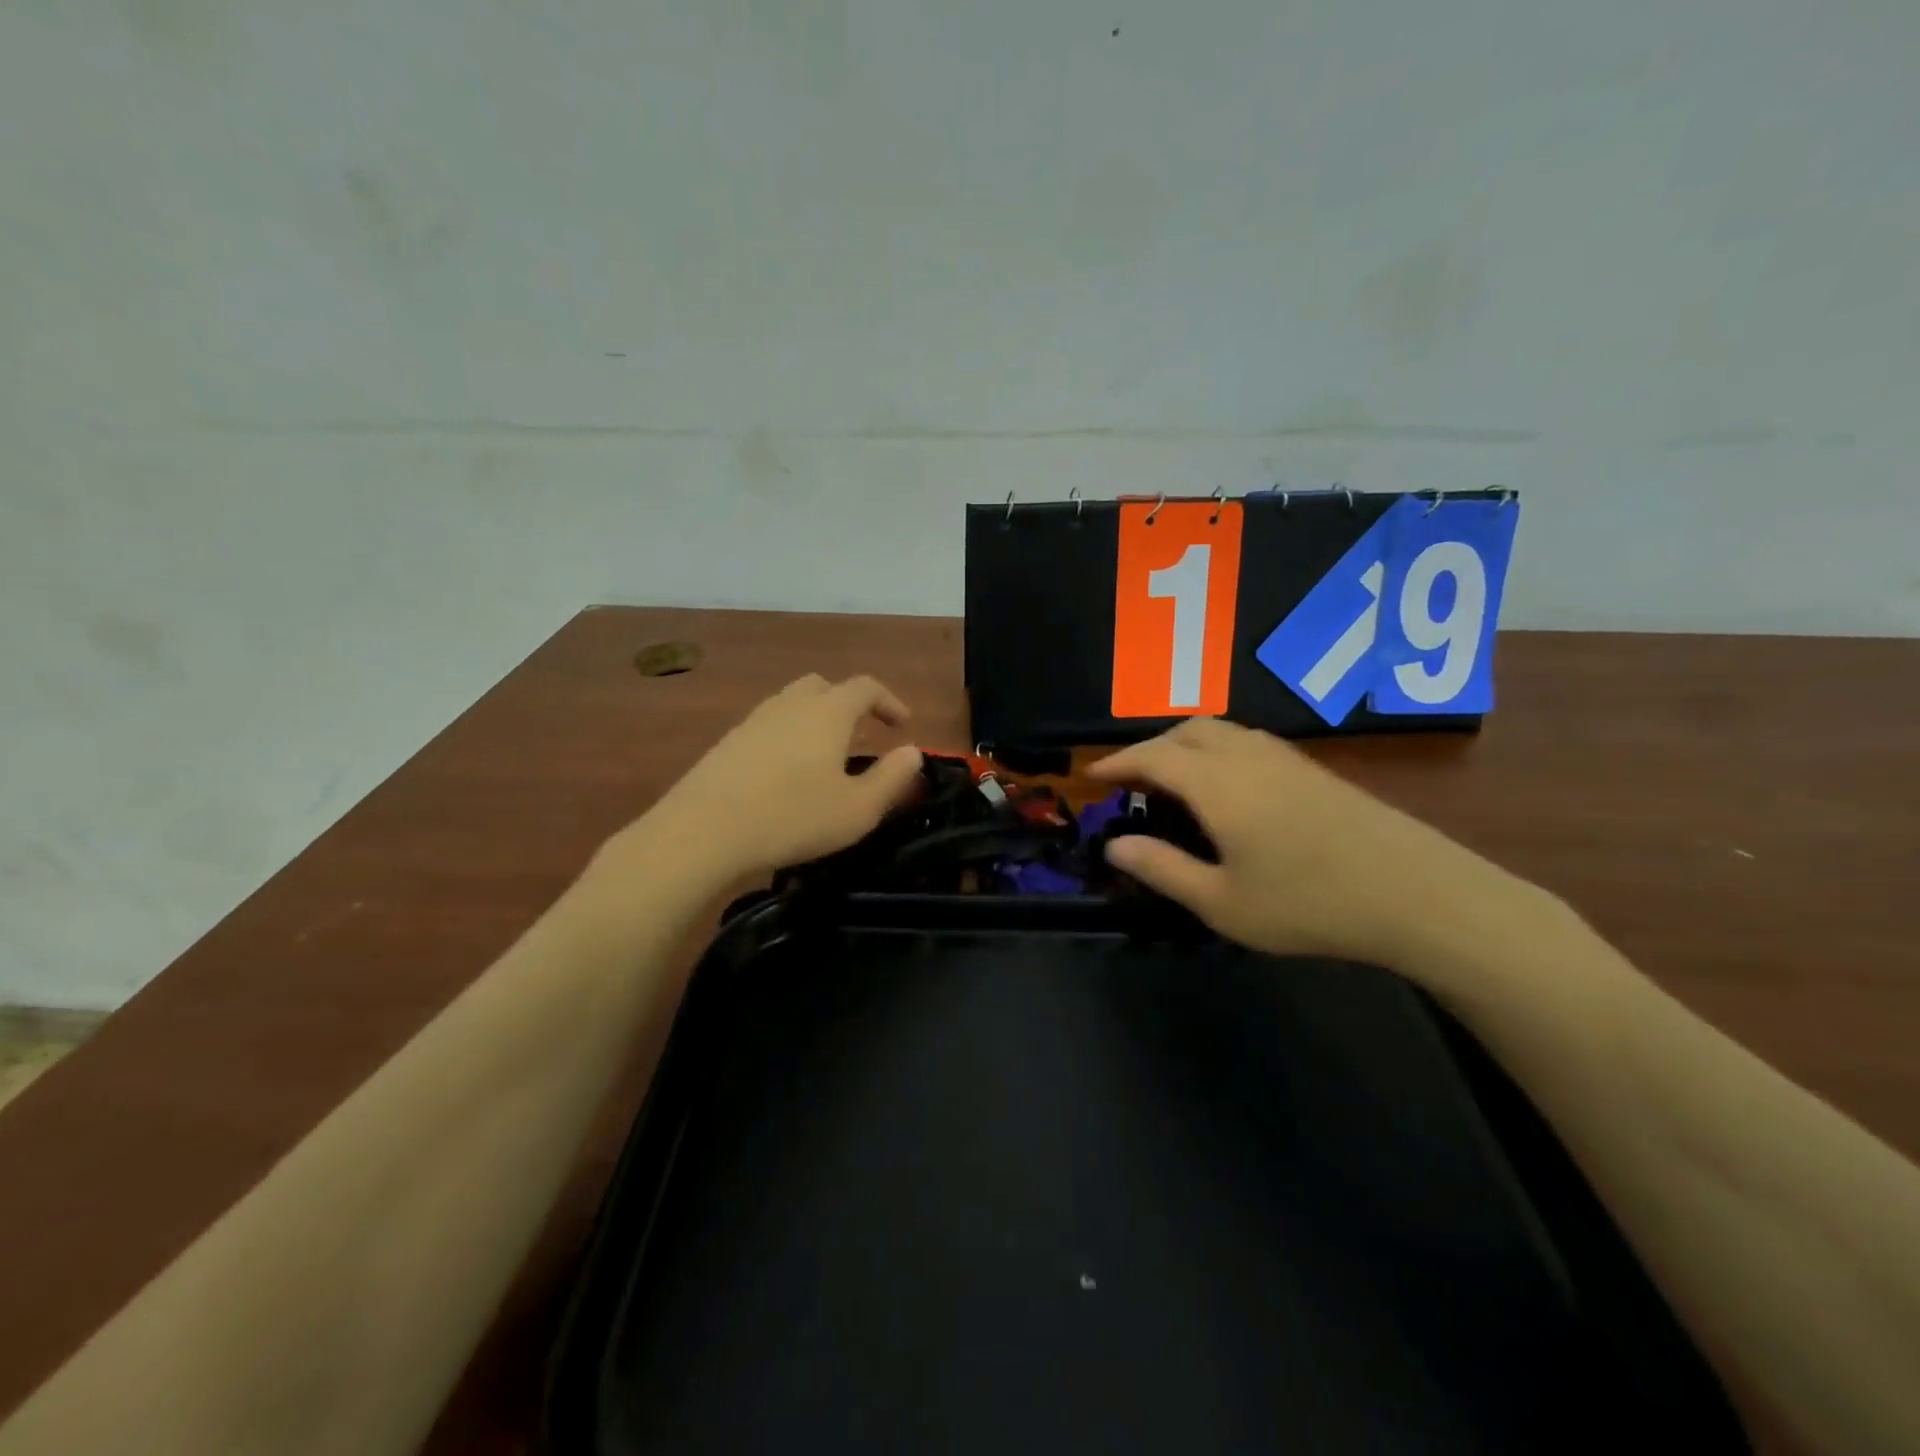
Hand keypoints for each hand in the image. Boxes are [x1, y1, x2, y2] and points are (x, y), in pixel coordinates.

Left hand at [637, 674, 923, 881]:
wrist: (703, 831)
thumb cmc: (792, 817)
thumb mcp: (858, 809)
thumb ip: (892, 778)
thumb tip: (913, 752)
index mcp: (828, 712)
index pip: (865, 687)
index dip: (889, 701)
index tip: (902, 724)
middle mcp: (791, 704)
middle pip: (824, 686)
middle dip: (849, 704)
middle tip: (863, 734)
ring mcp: (754, 720)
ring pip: (793, 704)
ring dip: (816, 720)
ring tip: (826, 755)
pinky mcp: (728, 742)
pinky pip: (769, 726)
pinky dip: (789, 736)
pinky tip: (787, 773)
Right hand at [1089, 717, 1489, 966]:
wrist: (1416, 893)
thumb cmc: (1309, 903)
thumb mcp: (1222, 902)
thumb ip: (1163, 869)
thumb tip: (1114, 845)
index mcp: (1217, 784)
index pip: (1153, 756)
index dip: (1117, 762)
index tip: (1091, 775)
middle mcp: (1246, 756)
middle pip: (1186, 731)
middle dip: (1150, 747)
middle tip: (1131, 780)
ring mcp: (1285, 759)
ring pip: (1220, 731)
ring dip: (1185, 744)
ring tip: (1172, 779)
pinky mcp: (1312, 769)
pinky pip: (1247, 741)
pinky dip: (1217, 750)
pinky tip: (1226, 786)